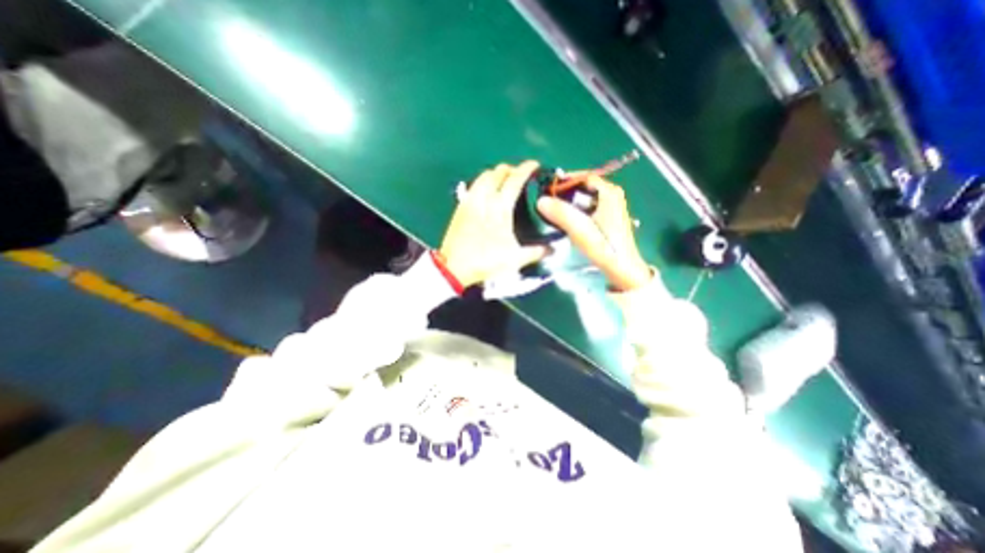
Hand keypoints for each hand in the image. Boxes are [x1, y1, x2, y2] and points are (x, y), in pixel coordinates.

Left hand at [440, 159, 549, 287]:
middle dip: (511, 169)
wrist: (454, 267)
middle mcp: (485, 198)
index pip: (515, 179)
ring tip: (503, 182)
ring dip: (495, 174)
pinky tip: (486, 192)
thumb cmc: (486, 261)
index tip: (535, 165)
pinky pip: (473, 185)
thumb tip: (554, 249)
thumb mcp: (515, 259)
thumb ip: (536, 252)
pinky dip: (483, 182)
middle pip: (498, 172)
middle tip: (520, 177)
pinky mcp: (461, 207)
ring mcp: (471, 201)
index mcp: (500, 207)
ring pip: (483, 176)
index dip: (526, 169)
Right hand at [536, 175, 651, 291]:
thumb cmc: (604, 248)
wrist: (622, 270)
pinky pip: (587, 208)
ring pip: (585, 198)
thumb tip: (540, 200)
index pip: (584, 176)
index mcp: (609, 193)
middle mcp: (612, 195)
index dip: (565, 180)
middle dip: (565, 193)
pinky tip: (566, 221)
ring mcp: (611, 207)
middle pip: (584, 187)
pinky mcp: (607, 218)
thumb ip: (562, 213)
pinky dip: (576, 211)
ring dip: (569, 203)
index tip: (547, 188)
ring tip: (553, 211)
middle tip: (548, 201)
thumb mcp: (581, 230)